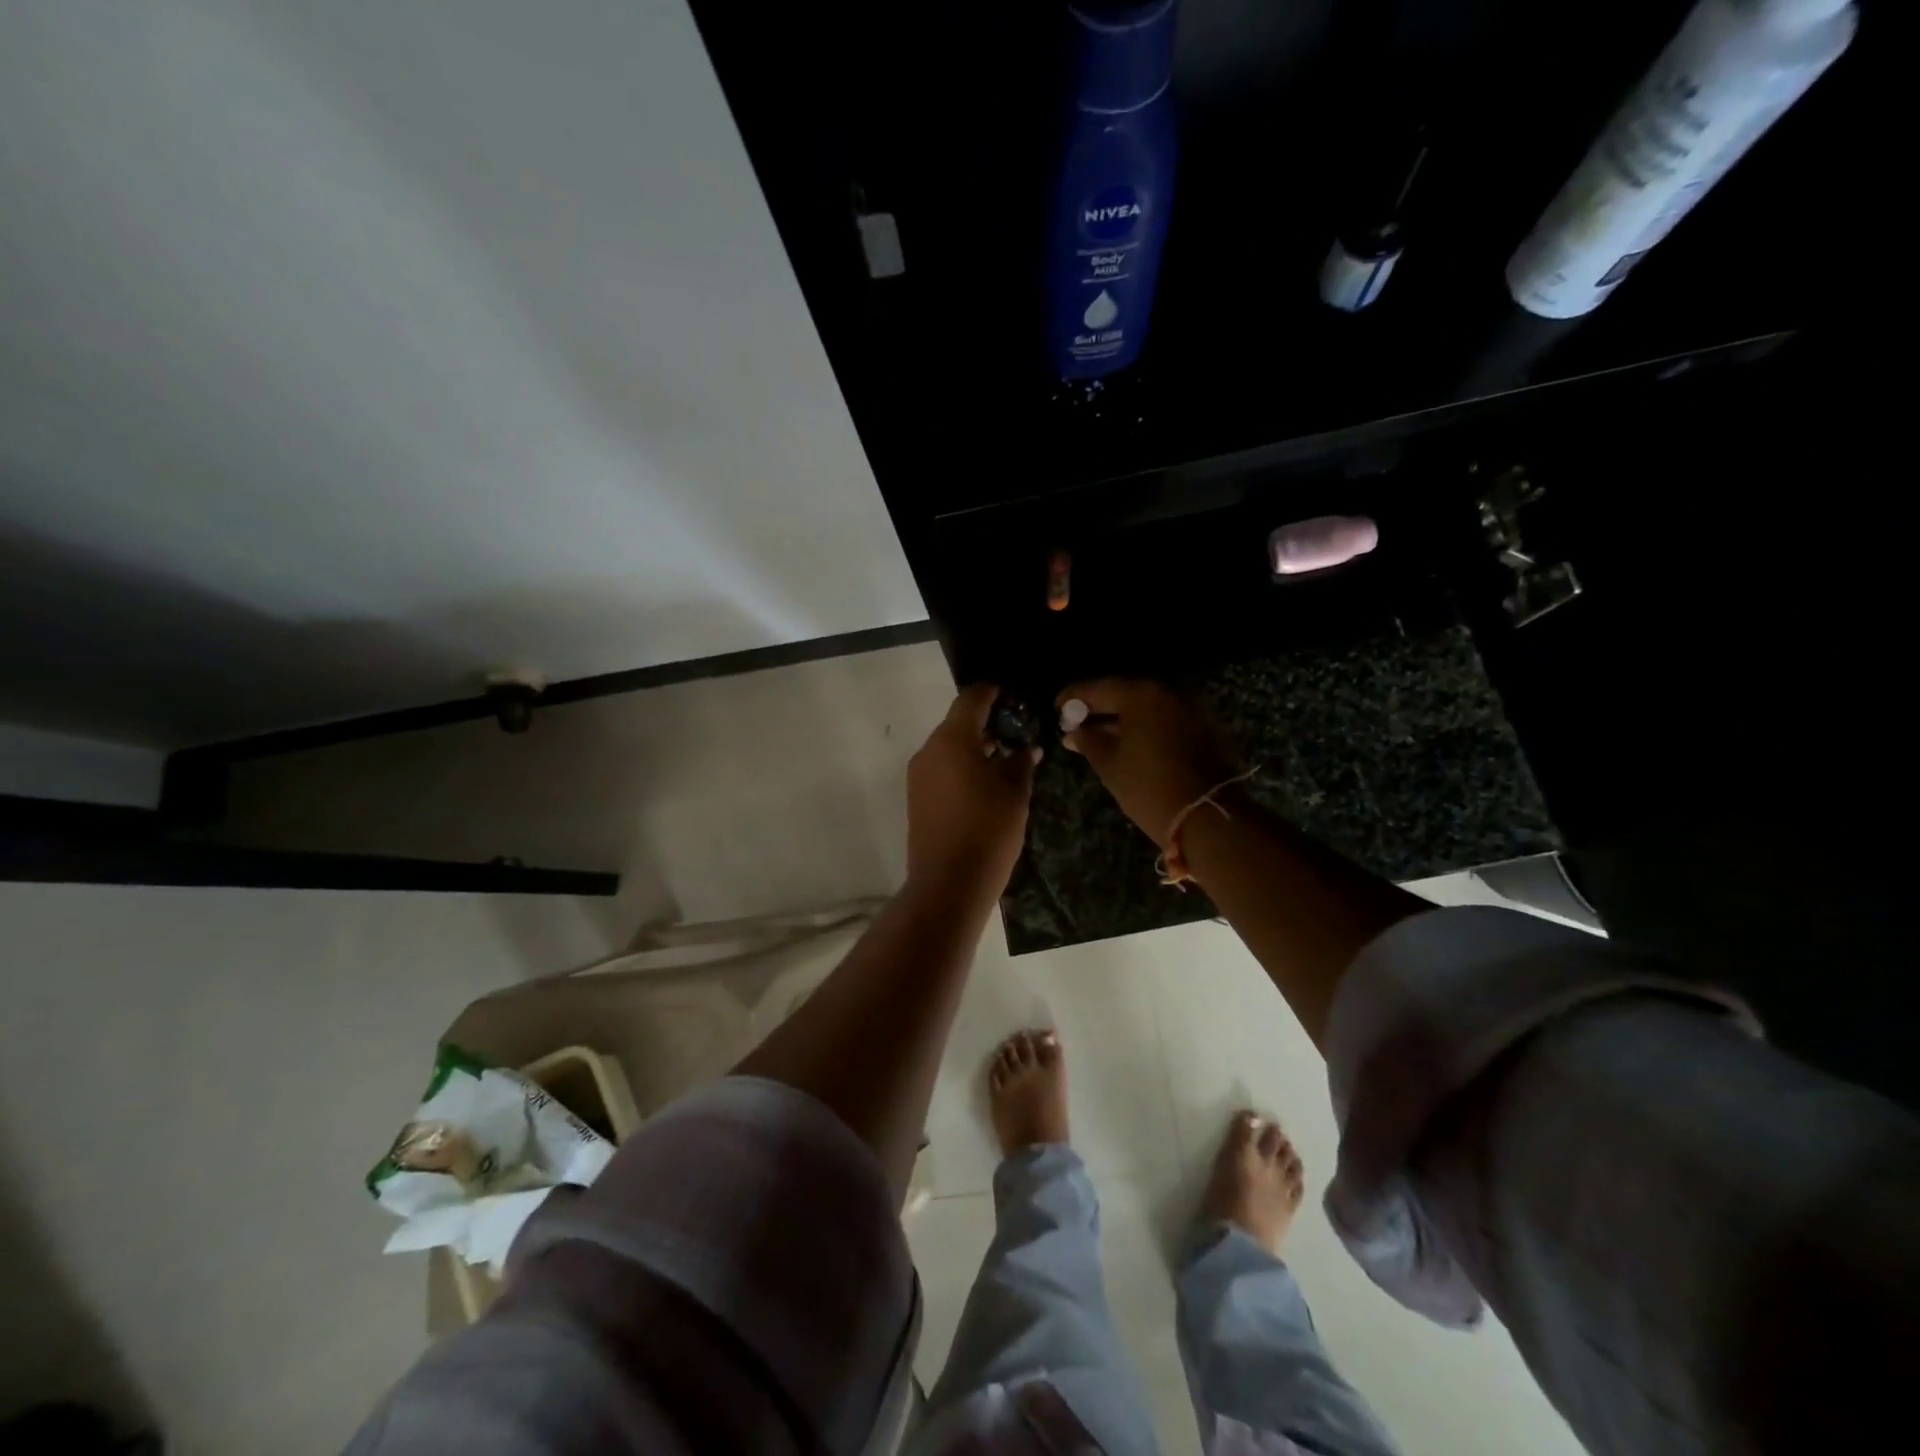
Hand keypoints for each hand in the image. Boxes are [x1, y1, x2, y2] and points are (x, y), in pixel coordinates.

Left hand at [907, 684, 1039, 897]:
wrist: (948, 884)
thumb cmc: (988, 833)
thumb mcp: (1015, 795)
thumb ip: (1020, 764)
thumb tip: (1026, 749)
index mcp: (952, 741)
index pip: (971, 700)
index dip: (992, 693)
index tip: (1013, 696)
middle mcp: (929, 751)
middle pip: (957, 723)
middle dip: (986, 724)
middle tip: (1017, 732)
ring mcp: (918, 776)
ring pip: (948, 747)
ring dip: (974, 747)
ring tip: (1006, 760)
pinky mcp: (917, 798)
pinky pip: (941, 769)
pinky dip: (962, 767)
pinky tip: (985, 784)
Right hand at [1056, 679, 1238, 846]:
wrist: (1207, 816)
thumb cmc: (1148, 787)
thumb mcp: (1109, 764)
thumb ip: (1088, 740)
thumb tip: (1074, 731)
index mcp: (1142, 695)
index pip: (1099, 688)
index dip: (1074, 697)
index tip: (1056, 708)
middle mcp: (1169, 693)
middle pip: (1125, 694)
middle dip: (1099, 708)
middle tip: (1076, 723)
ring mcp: (1191, 709)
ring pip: (1147, 708)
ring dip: (1122, 719)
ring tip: (1098, 737)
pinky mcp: (1204, 728)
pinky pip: (1164, 720)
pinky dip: (1144, 728)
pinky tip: (1128, 744)